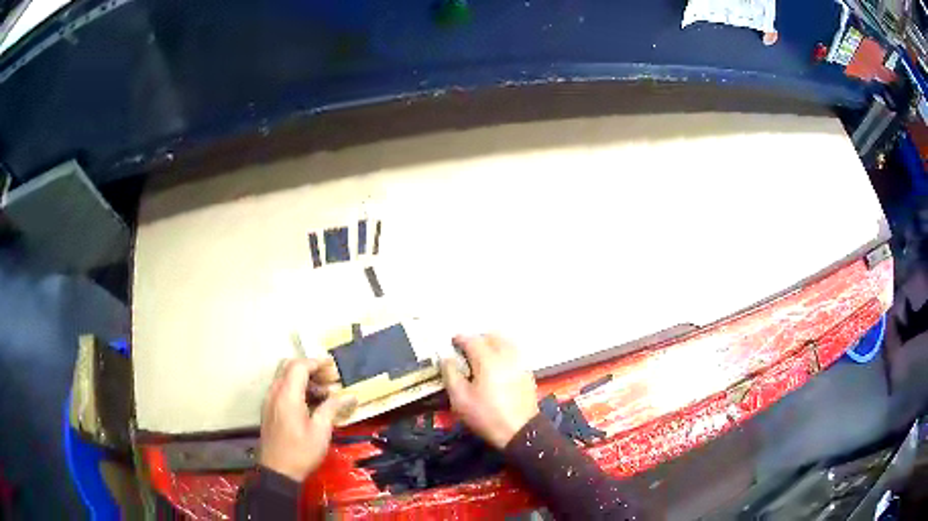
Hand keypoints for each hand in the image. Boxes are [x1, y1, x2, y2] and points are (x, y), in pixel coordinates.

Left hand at [259, 358, 356, 481]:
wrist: (277, 471)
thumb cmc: (301, 451)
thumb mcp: (321, 431)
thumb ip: (333, 408)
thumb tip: (350, 396)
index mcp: (287, 395)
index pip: (299, 366)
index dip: (317, 363)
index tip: (334, 368)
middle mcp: (275, 392)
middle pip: (289, 366)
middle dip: (310, 367)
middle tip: (329, 379)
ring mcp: (269, 400)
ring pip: (284, 377)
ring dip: (303, 379)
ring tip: (325, 394)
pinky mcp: (269, 409)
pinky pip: (281, 388)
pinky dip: (296, 388)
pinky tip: (311, 404)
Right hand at [441, 334, 539, 449]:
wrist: (520, 431)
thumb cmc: (486, 415)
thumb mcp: (460, 399)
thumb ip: (451, 374)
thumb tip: (446, 358)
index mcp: (488, 360)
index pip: (472, 340)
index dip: (460, 339)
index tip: (452, 342)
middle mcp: (506, 356)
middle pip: (492, 336)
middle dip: (478, 338)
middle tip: (466, 349)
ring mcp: (520, 363)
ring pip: (506, 342)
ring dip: (493, 343)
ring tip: (482, 355)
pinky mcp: (528, 373)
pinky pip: (514, 353)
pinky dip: (504, 352)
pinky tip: (497, 366)